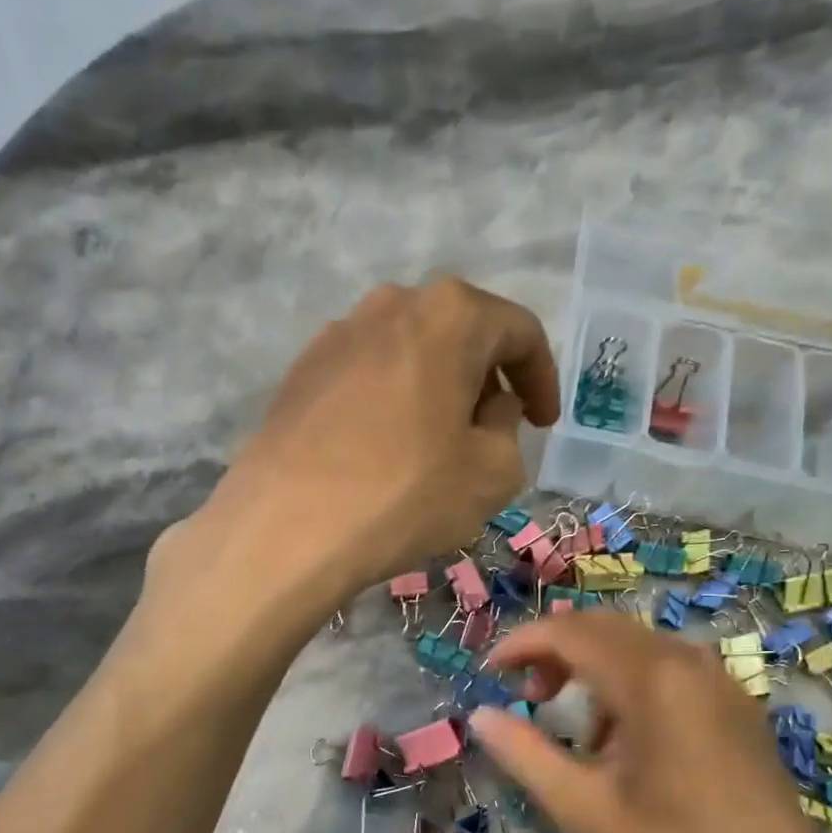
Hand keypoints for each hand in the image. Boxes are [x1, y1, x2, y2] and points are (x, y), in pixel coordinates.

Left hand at [197, 278, 559, 607]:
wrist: (287, 528)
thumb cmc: (405, 496)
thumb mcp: (493, 473)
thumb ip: (508, 428)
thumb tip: (489, 409)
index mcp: (451, 314)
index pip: (519, 331)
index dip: (542, 379)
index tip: (544, 424)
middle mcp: (391, 304)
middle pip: (459, 334)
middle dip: (486, 382)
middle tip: (492, 434)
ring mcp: (336, 335)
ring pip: (409, 355)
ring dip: (435, 392)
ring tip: (437, 446)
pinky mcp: (299, 373)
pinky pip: (366, 379)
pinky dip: (390, 405)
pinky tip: (384, 452)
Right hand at [468, 613, 831, 832]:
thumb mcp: (582, 808)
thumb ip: (524, 754)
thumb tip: (479, 716)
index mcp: (650, 679)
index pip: (570, 632)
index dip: (522, 644)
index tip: (490, 672)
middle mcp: (687, 662)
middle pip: (604, 628)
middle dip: (556, 651)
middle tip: (527, 693)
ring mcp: (719, 681)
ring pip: (638, 646)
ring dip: (594, 669)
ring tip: (579, 732)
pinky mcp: (736, 705)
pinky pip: (670, 669)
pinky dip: (631, 685)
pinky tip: (628, 742)